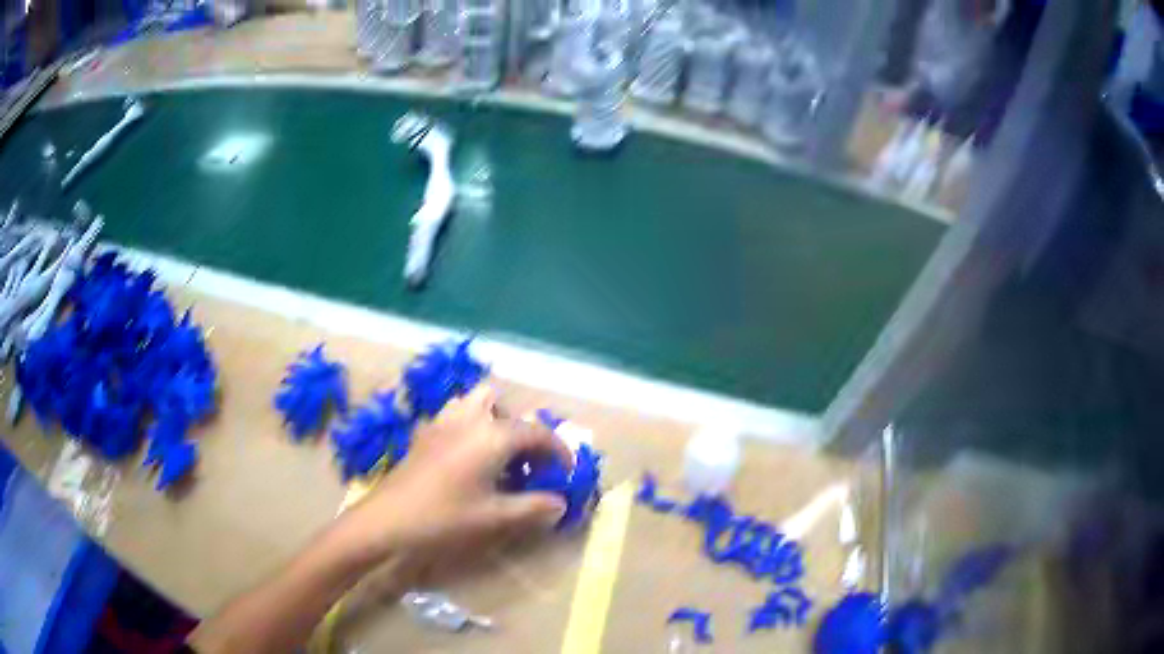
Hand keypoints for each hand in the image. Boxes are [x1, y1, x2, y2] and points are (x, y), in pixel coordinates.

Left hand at [344, 383, 571, 560]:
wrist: (387, 521)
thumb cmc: (444, 518)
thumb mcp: (495, 517)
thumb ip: (533, 507)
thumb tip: (560, 503)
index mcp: (492, 435)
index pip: (537, 432)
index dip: (558, 451)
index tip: (567, 473)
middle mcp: (469, 418)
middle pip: (504, 406)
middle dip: (522, 431)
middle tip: (527, 465)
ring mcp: (442, 422)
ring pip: (476, 403)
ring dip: (494, 421)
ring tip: (498, 457)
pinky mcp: (424, 433)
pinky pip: (456, 415)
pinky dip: (471, 426)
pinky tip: (468, 460)